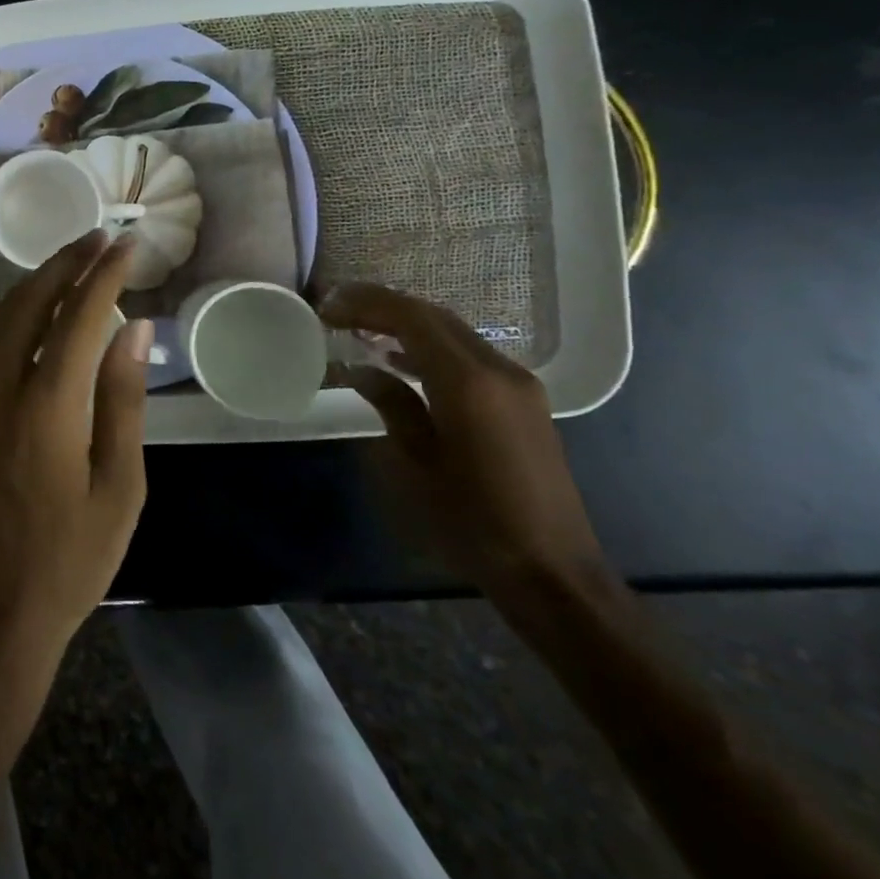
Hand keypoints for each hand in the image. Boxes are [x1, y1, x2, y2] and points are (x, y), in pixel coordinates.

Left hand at [0, 231, 152, 673]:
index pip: (76, 320)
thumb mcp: (118, 489)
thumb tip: (132, 330)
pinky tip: (38, 321)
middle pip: (25, 305)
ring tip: (70, 264)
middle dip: (63, 264)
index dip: (103, 276)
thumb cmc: (68, 564)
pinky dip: (14, 322)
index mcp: (44, 411)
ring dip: (33, 286)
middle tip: (97, 238)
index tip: (126, 244)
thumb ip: (121, 401)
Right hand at [320, 283, 609, 601]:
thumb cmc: (473, 522)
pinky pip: (468, 355)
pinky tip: (398, 360)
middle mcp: (499, 371)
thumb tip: (360, 370)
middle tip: (336, 309)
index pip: (412, 318)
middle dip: (382, 306)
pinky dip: (429, 346)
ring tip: (358, 327)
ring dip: (405, 323)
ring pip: (452, 333)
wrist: (552, 573)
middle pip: (434, 317)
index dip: (366, 305)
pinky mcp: (523, 403)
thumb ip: (390, 405)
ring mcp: (518, 385)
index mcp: (469, 383)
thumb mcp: (415, 464)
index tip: (326, 308)